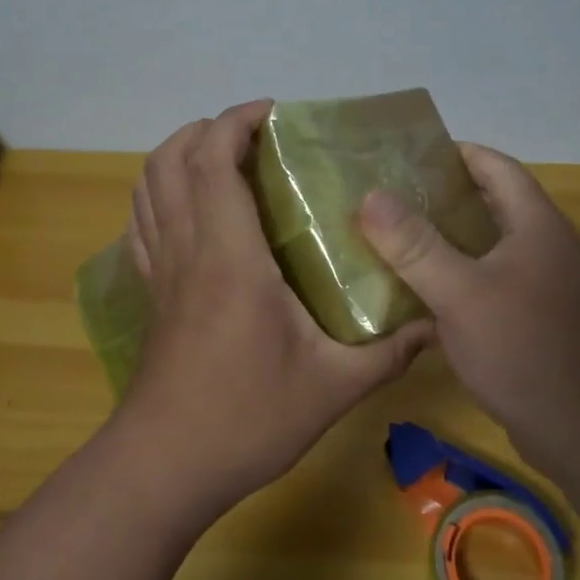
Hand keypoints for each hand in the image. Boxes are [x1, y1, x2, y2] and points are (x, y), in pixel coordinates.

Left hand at [114, 100, 432, 518]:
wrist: (165, 466)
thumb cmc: (247, 419)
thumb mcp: (333, 387)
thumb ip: (389, 351)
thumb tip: (438, 325)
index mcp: (230, 257)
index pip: (213, 163)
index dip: (235, 122)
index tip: (274, 113)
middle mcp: (187, 250)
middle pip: (170, 161)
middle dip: (206, 129)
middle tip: (255, 134)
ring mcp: (159, 271)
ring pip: (148, 187)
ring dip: (178, 155)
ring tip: (224, 157)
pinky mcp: (149, 293)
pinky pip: (142, 223)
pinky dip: (160, 194)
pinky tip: (193, 207)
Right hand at [357, 144, 579, 472]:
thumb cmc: (526, 351)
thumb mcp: (461, 294)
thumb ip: (416, 245)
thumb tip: (371, 195)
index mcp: (537, 225)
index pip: (496, 166)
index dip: (455, 154)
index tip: (406, 157)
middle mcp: (548, 246)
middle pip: (493, 204)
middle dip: (443, 198)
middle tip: (390, 201)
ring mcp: (548, 286)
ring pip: (492, 248)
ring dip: (450, 241)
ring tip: (397, 242)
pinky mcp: (541, 321)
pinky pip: (495, 284)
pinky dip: (461, 279)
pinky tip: (426, 296)